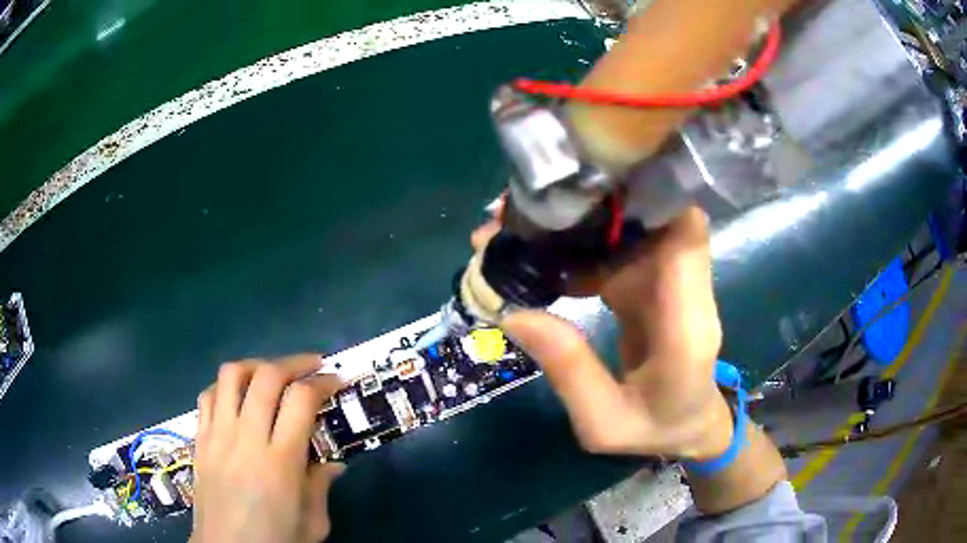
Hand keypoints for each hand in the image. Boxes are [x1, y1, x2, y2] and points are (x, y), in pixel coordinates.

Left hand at [191, 355, 344, 542]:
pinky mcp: (200, 439)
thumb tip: (334, 464)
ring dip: (256, 365)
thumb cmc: (275, 541)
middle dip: (294, 363)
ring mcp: (218, 435)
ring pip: (231, 376)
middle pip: (266, 376)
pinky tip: (238, 396)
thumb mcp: (313, 524)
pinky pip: (207, 396)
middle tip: (312, 365)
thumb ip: (321, 488)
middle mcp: (246, 439)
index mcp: (280, 462)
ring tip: (273, 373)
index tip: (336, 380)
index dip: (322, 382)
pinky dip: (225, 386)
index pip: (301, 400)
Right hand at [474, 205, 732, 459]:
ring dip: (572, 222)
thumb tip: (514, 313)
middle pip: (648, 220)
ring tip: (510, 228)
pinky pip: (612, 251)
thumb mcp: (604, 423)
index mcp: (686, 324)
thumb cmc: (657, 430)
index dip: (652, 196)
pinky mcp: (648, 284)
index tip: (592, 181)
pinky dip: (573, 246)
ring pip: (625, 230)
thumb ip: (570, 372)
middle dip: (589, 203)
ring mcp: (665, 283)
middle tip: (519, 208)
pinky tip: (532, 253)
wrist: (691, 428)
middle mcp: (682, 290)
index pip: (686, 235)